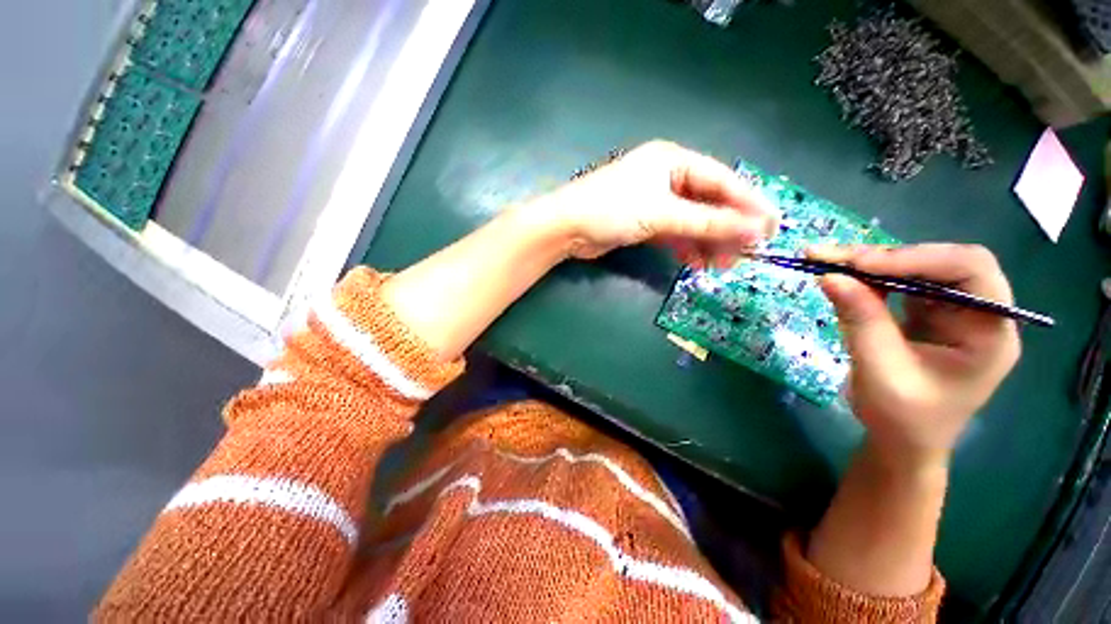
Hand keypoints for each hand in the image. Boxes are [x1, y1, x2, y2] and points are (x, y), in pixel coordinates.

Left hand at [530, 141, 778, 262]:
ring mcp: (654, 202)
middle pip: (707, 203)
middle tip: (747, 253)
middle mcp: (666, 177)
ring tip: (722, 265)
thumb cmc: (612, 210)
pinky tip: (696, 263)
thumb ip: (707, 222)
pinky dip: (685, 247)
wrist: (567, 229)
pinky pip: (673, 233)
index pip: (721, 181)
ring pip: (691, 221)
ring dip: (707, 242)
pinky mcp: (643, 222)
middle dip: (726, 228)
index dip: (748, 203)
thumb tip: (754, 230)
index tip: (772, 225)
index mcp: (672, 161)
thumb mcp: (663, 213)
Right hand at [811, 244, 1021, 467]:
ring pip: (915, 267)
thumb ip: (860, 320)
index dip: (917, 258)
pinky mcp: (925, 313)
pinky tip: (841, 277)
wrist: (901, 443)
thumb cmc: (903, 418)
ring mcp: (951, 310)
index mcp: (990, 331)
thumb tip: (828, 276)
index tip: (860, 264)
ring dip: (869, 262)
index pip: (970, 270)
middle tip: (830, 256)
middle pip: (940, 262)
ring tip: (825, 260)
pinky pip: (897, 283)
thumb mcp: (880, 371)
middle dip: (885, 256)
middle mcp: (978, 312)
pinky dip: (866, 277)